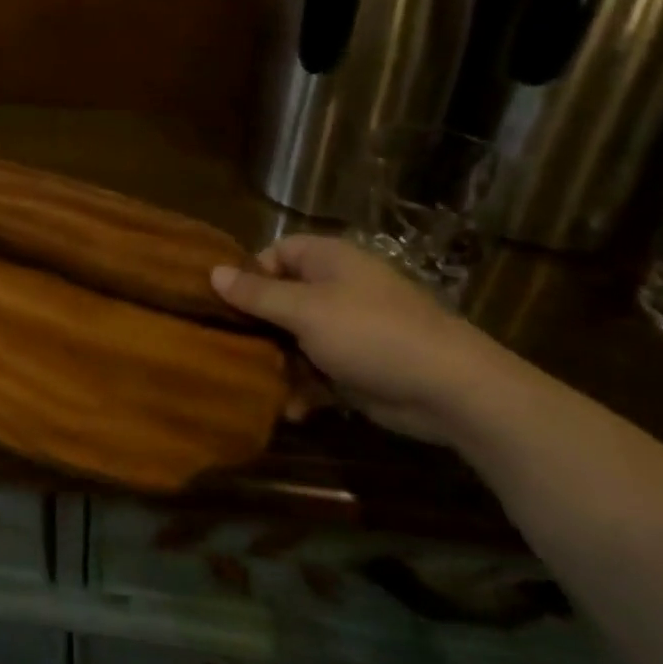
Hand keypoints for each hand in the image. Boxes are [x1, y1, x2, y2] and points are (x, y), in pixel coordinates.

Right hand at [211, 235, 516, 444]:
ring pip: (294, 339)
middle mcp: (335, 289)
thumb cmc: (370, 333)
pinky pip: (316, 371)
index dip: (250, 274)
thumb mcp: (305, 310)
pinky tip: (293, 410)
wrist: (449, 389)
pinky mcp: (355, 367)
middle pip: (281, 299)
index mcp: (328, 261)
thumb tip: (212, 271)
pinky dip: (303, 388)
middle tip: (228, 347)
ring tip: (258, 384)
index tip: (224, 302)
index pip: (276, 253)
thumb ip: (257, 294)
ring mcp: (347, 329)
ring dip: (277, 363)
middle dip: (257, 326)